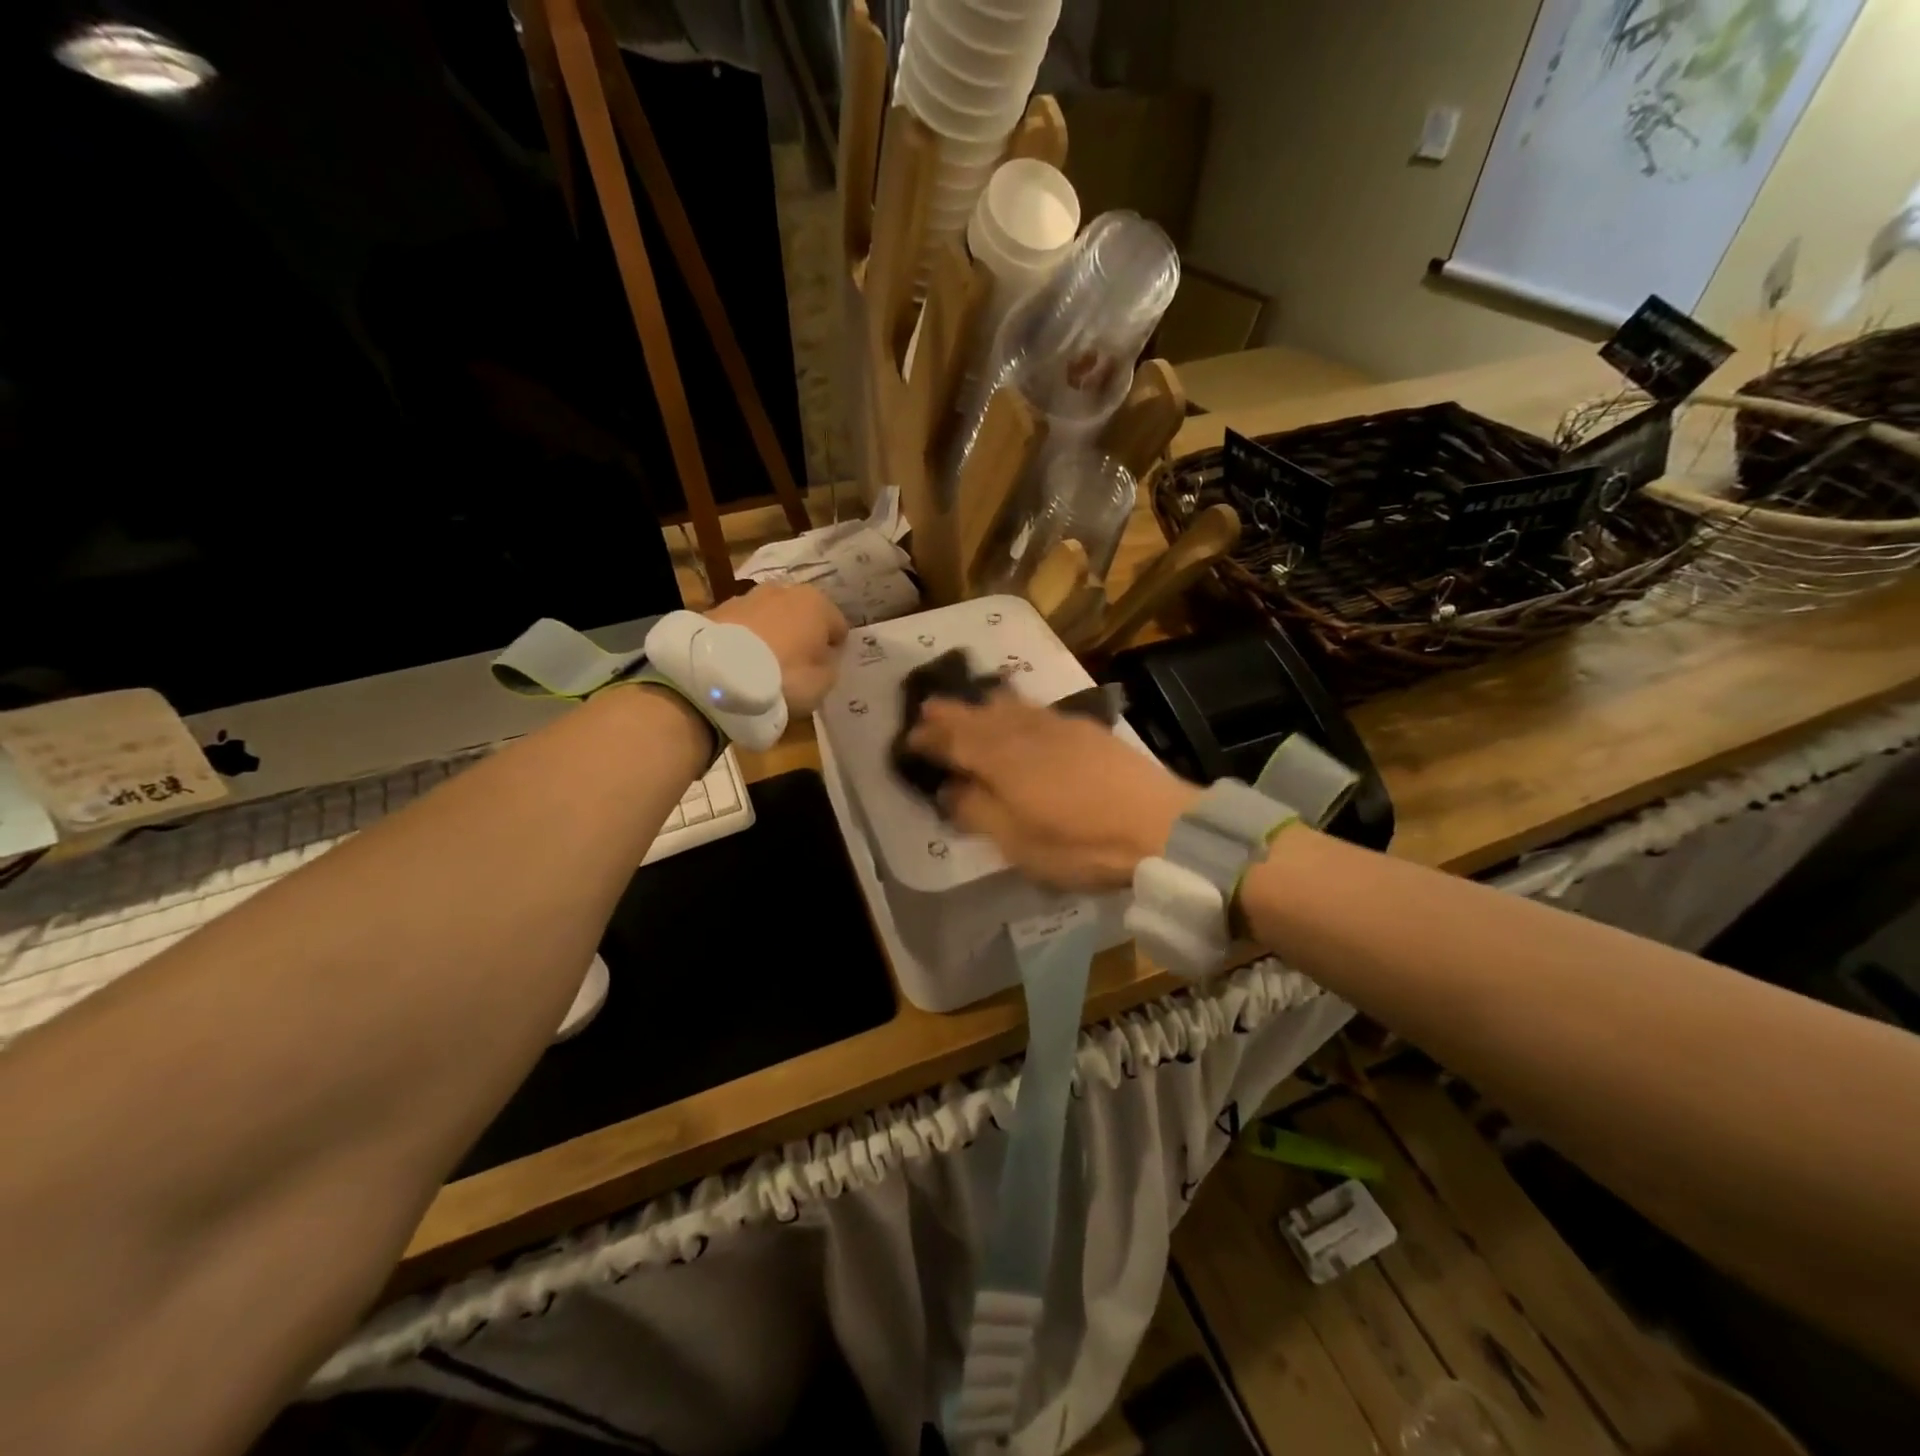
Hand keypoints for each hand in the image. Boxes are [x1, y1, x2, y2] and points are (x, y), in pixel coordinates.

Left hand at [707, 583, 848, 714]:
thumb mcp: (823, 682)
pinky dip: (746, 637)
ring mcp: (748, 596)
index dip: (835, 648)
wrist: (718, 673)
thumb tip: (824, 656)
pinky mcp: (717, 608)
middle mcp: (785, 590)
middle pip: (802, 614)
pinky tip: (740, 661)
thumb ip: (830, 665)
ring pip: (771, 615)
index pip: (838, 626)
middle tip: (797, 663)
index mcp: (817, 604)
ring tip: (765, 662)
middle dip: (801, 633)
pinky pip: (743, 625)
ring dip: (773, 632)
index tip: (826, 667)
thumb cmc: (784, 676)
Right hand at [906, 695, 1199, 890]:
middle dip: (951, 712)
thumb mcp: (1018, 842)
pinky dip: (1018, 707)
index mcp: (1001, 760)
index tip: (909, 738)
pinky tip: (1021, 711)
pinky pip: (1037, 709)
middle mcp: (1024, 733)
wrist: (1159, 825)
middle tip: (928, 707)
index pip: (955, 740)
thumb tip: (950, 789)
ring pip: (1010, 707)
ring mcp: (1058, 727)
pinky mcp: (1086, 730)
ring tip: (970, 703)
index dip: (930, 738)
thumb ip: (978, 811)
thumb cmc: (1080, 843)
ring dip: (983, 705)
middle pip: (979, 717)